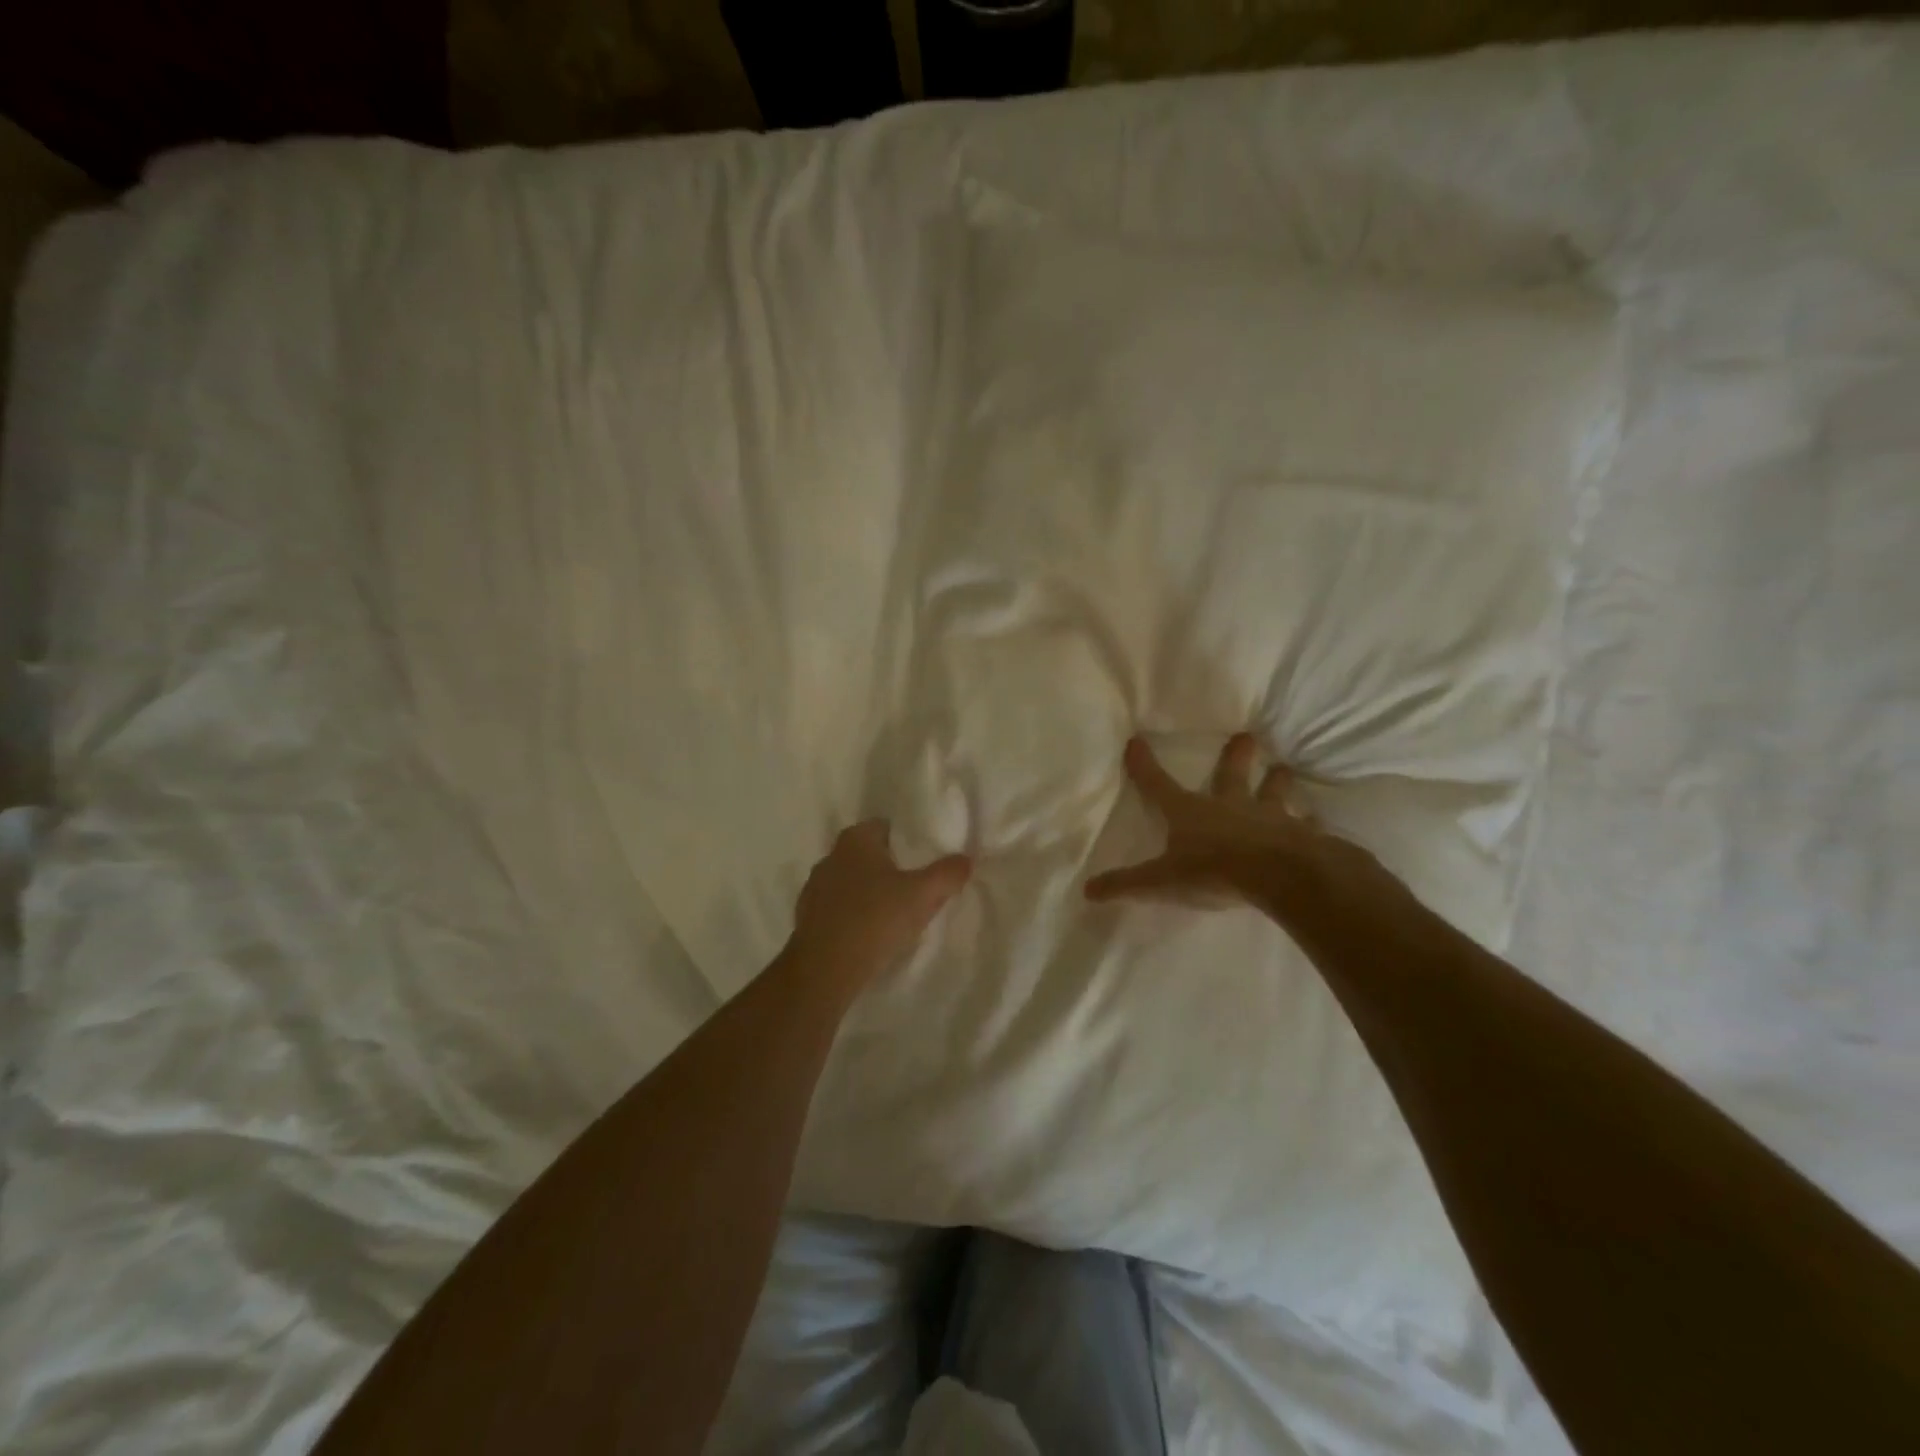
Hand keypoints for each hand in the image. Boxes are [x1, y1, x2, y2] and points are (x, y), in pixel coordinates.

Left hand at [787, 821, 970, 992]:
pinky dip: (854, 915)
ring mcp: (814, 888)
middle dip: (890, 868)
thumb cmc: (876, 919)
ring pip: (852, 883)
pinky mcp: (807, 918)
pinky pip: (839, 908)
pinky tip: (871, 934)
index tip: (924, 860)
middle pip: (868, 855)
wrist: (825, 969)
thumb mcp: (923, 894)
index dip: (906, 841)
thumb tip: (966, 859)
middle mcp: (831, 856)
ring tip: (895, 914)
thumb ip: (947, 873)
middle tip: (916, 888)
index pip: (884, 827)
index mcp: (855, 840)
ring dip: (871, 893)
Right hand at [1084, 734, 1365, 908]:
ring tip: (1283, 769)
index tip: (1136, 741)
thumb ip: (1126, 884)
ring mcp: (1269, 817)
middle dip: (1236, 756)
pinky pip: (1308, 827)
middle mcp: (1230, 806)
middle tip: (1246, 736)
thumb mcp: (1161, 882)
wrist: (1277, 876)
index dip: (1144, 765)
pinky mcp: (1301, 835)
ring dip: (1277, 782)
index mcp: (1191, 812)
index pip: (1159, 785)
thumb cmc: (1213, 872)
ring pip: (1274, 793)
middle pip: (1231, 775)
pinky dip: (1311, 825)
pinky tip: (1318, 822)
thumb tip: (1087, 890)